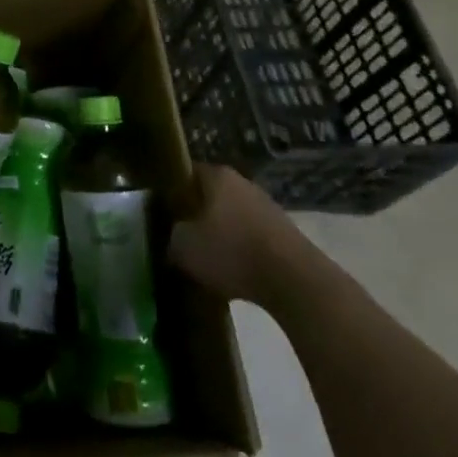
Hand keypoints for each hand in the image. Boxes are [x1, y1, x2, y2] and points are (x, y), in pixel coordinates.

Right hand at [167, 164, 305, 307]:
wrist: (295, 282)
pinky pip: (253, 239)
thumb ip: (171, 236)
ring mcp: (268, 208)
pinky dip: (242, 253)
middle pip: (210, 196)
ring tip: (207, 261)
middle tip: (181, 238)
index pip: (185, 174)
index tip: (162, 213)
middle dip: (196, 215)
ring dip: (221, 236)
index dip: (171, 192)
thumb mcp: (183, 246)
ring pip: (232, 218)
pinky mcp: (286, 235)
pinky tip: (235, 274)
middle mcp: (244, 184)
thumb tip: (173, 238)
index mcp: (217, 176)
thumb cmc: (231, 252)